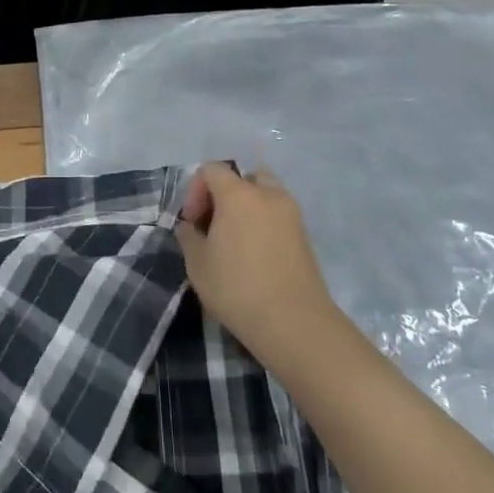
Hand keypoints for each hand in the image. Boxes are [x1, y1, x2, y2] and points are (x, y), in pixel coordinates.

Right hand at [177, 163, 339, 366]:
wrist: (294, 323)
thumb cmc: (237, 288)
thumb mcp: (197, 263)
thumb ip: (188, 236)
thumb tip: (190, 227)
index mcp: (238, 194)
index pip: (211, 169)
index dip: (195, 191)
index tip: (192, 223)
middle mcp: (268, 194)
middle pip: (243, 176)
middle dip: (224, 194)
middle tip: (214, 224)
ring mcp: (291, 214)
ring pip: (265, 193)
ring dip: (247, 207)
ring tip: (236, 239)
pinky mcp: (305, 235)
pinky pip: (278, 215)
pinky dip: (264, 223)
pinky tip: (255, 254)